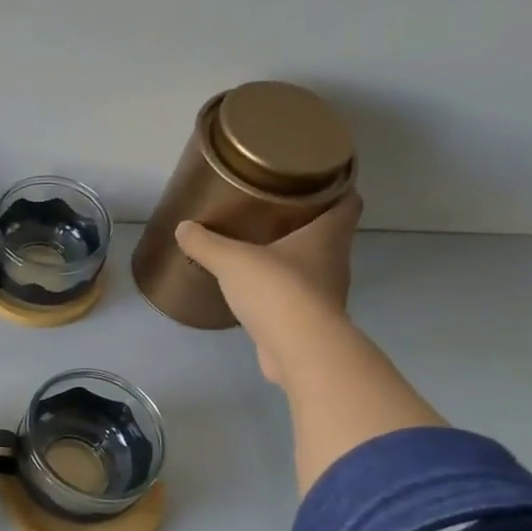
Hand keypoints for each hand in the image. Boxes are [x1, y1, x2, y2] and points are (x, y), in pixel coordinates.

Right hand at [175, 193, 362, 384]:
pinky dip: (280, 289)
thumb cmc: (277, 290)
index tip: (312, 180)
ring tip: (258, 247)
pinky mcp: (310, 321)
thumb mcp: (232, 260)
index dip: (336, 187)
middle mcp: (334, 262)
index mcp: (328, 236)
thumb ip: (206, 242)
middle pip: (328, 234)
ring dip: (291, 257)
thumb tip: (183, 228)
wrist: (299, 350)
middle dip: (305, 222)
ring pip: (312, 266)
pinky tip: (255, 289)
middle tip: (273, 210)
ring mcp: (325, 294)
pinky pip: (295, 296)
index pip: (348, 202)